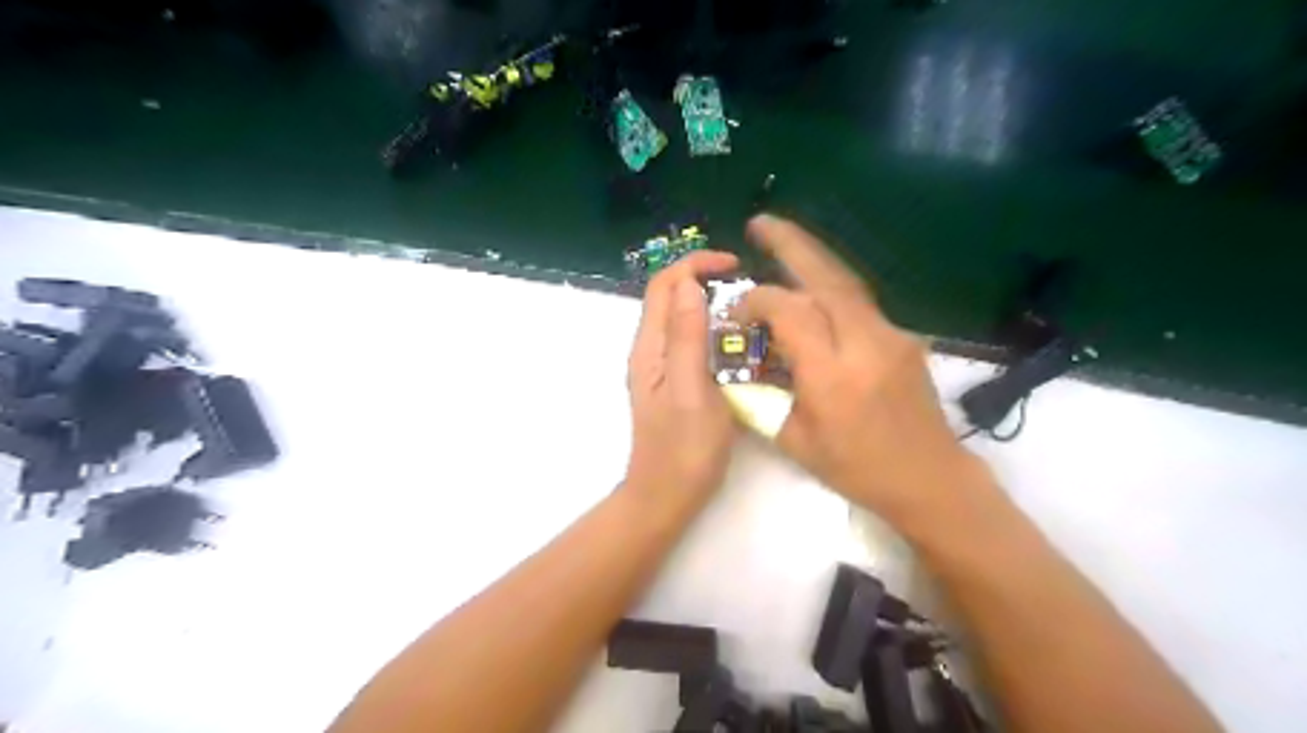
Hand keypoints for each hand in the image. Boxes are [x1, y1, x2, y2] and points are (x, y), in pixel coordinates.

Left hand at [624, 251, 738, 509]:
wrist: (666, 496)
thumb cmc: (684, 448)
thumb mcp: (691, 389)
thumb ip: (687, 336)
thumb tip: (689, 284)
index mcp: (650, 348)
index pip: (664, 285)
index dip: (695, 264)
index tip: (735, 265)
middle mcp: (650, 351)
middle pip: (668, 297)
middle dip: (701, 277)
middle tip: (745, 284)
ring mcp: (660, 368)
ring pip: (678, 317)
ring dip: (706, 300)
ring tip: (745, 305)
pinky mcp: (673, 383)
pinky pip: (687, 340)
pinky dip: (709, 327)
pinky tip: (733, 340)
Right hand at [732, 214, 985, 522]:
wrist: (931, 479)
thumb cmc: (859, 470)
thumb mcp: (796, 442)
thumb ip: (762, 398)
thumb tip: (737, 364)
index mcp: (833, 376)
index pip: (790, 312)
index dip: (757, 301)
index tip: (737, 312)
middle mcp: (865, 344)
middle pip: (826, 277)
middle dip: (790, 244)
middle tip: (759, 222)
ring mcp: (891, 335)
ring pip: (846, 282)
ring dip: (812, 257)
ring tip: (781, 240)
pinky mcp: (903, 336)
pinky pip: (859, 302)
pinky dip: (830, 286)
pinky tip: (812, 289)